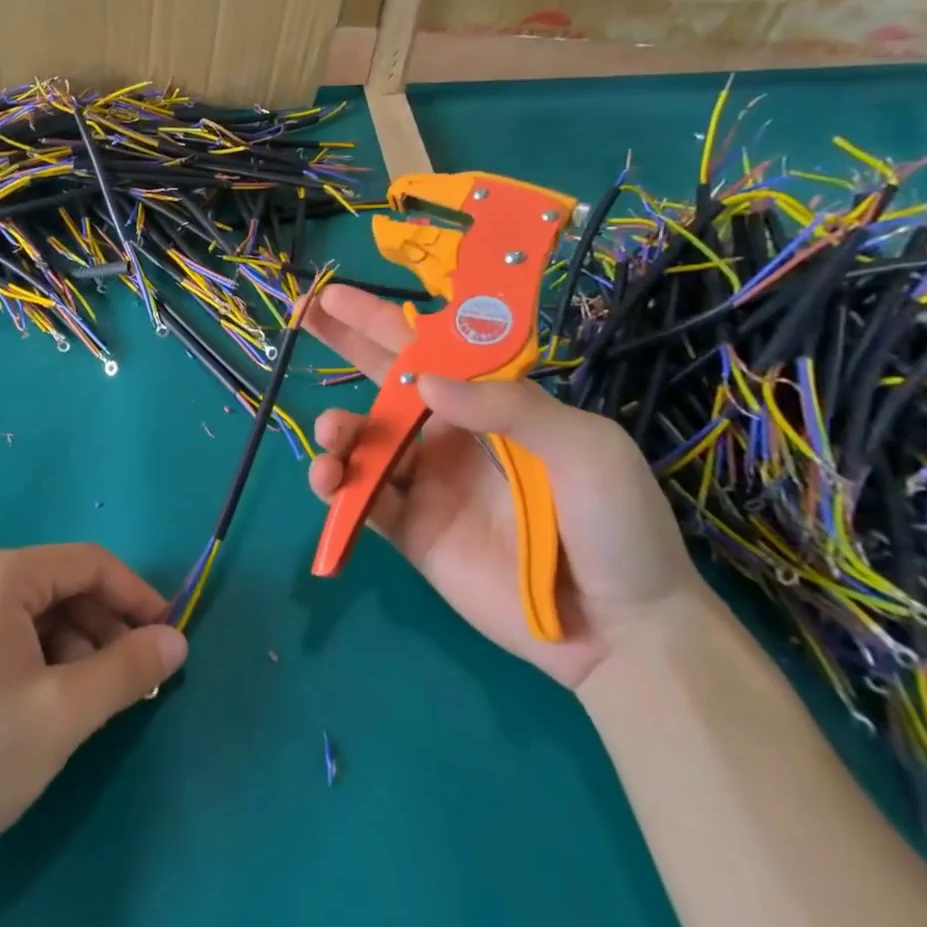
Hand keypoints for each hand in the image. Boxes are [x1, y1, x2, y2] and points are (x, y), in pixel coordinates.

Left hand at [0, 544, 187, 874]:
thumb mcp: (65, 712)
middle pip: (62, 585)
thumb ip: (128, 669)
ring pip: (39, 611)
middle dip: (105, 628)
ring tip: (94, 701)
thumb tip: (177, 640)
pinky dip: (45, 655)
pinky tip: (53, 701)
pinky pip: (11, 629)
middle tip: (136, 681)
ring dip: (77, 646)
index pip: (87, 563)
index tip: (169, 636)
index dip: (136, 595)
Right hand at [304, 285, 702, 688]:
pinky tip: (329, 479)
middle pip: (385, 380)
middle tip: (304, 318)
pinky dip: (337, 485)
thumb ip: (509, 406)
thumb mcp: (585, 448)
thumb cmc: (617, 525)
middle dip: (344, 345)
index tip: (337, 295)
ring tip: (330, 433)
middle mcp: (450, 435)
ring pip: (364, 441)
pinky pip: (361, 499)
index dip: (382, 319)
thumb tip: (424, 380)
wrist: (622, 632)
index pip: (428, 349)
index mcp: (490, 405)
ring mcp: (426, 483)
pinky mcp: (410, 530)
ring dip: (338, 428)